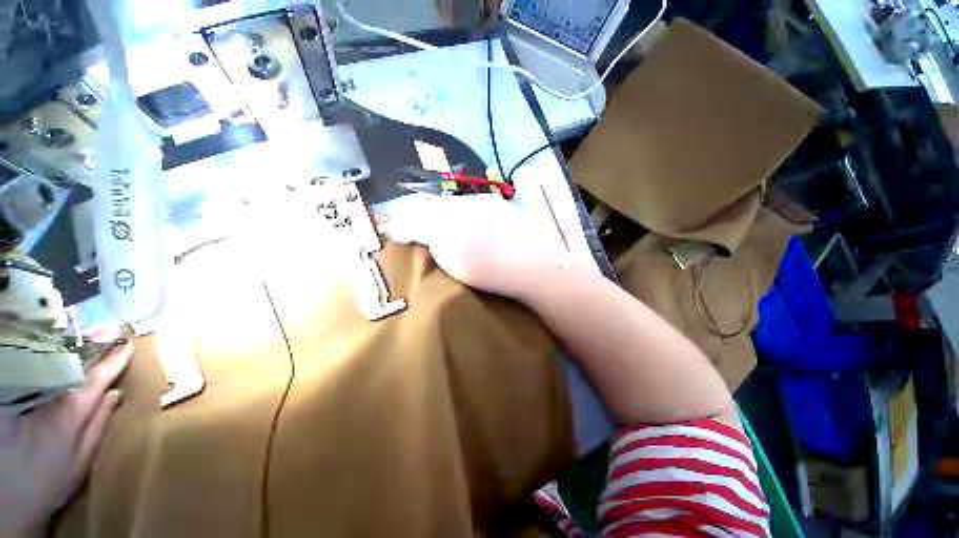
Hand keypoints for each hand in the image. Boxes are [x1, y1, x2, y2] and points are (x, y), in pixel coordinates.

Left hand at [0, 340, 132, 537]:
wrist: (11, 496)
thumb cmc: (53, 480)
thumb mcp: (82, 460)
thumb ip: (98, 425)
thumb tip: (115, 393)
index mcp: (71, 412)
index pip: (97, 379)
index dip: (114, 361)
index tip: (128, 345)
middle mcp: (49, 397)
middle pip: (72, 368)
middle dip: (90, 351)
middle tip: (105, 333)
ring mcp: (29, 397)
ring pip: (51, 369)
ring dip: (68, 355)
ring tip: (81, 342)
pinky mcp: (14, 399)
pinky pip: (35, 376)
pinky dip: (48, 366)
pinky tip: (55, 361)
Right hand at [383, 194, 569, 299]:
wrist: (533, 263)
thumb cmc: (495, 275)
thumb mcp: (457, 269)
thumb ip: (436, 248)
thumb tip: (425, 236)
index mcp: (449, 232)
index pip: (413, 224)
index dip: (399, 226)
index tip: (389, 228)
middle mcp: (459, 210)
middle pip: (426, 205)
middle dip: (410, 210)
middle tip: (399, 216)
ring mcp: (477, 201)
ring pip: (444, 199)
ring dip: (430, 205)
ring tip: (422, 211)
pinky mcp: (491, 199)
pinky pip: (462, 199)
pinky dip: (450, 204)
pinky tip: (451, 211)